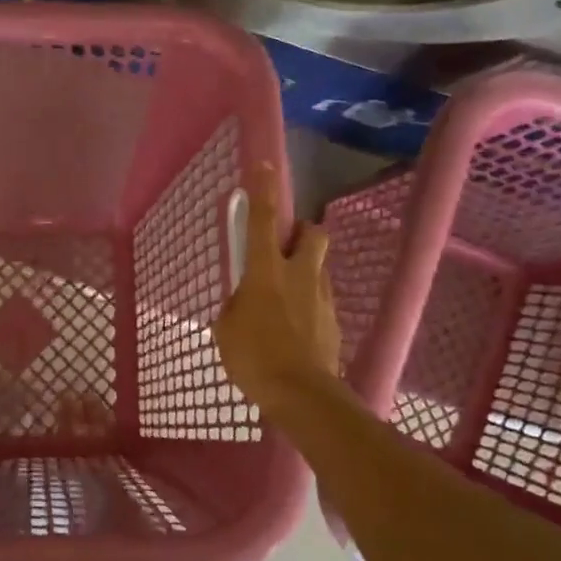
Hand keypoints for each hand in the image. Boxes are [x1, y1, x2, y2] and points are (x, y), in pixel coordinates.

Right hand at [213, 164, 341, 414]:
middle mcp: (299, 275)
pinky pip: (321, 300)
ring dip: (305, 272)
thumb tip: (243, 303)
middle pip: (313, 233)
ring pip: (319, 267)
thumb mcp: (226, 329)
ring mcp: (321, 297)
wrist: (301, 395)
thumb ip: (235, 306)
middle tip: (285, 249)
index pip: (264, 219)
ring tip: (286, 300)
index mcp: (266, 271)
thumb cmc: (254, 357)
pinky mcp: (334, 321)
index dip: (263, 189)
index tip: (264, 165)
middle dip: (302, 232)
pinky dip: (309, 305)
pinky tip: (295, 330)